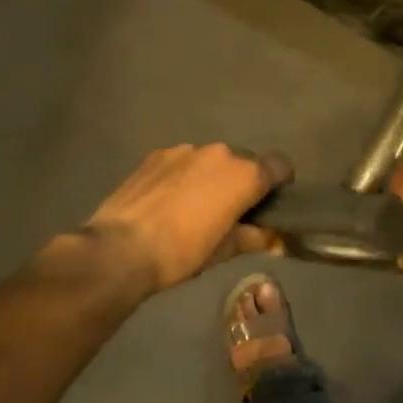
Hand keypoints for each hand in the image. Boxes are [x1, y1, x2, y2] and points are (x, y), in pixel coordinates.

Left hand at [81, 144, 290, 292]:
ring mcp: (184, 150)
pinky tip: (169, 201)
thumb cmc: (183, 252)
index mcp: (244, 175)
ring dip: (212, 177)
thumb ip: (254, 238)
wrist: (121, 248)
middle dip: (243, 181)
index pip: (279, 165)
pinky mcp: (155, 155)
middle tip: (232, 210)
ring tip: (195, 206)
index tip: (272, 201)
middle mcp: (219, 153)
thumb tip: (276, 240)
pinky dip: (184, 176)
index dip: (281, 182)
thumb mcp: (225, 251)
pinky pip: (183, 162)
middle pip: (244, 161)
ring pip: (211, 160)